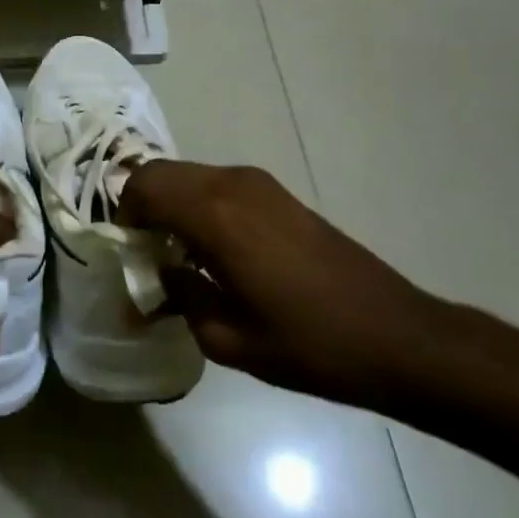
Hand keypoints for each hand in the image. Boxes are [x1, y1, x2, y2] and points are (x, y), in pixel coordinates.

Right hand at [117, 161, 438, 409]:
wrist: (395, 335)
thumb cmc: (309, 344)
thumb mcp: (230, 339)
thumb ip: (179, 299)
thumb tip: (151, 282)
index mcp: (215, 214)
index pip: (144, 187)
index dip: (123, 215)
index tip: (125, 254)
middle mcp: (232, 184)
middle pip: (163, 173)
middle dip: (142, 205)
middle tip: (144, 253)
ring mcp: (259, 184)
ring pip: (190, 175)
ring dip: (171, 203)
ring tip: (176, 255)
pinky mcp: (278, 193)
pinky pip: (218, 184)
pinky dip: (198, 204)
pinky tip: (213, 250)